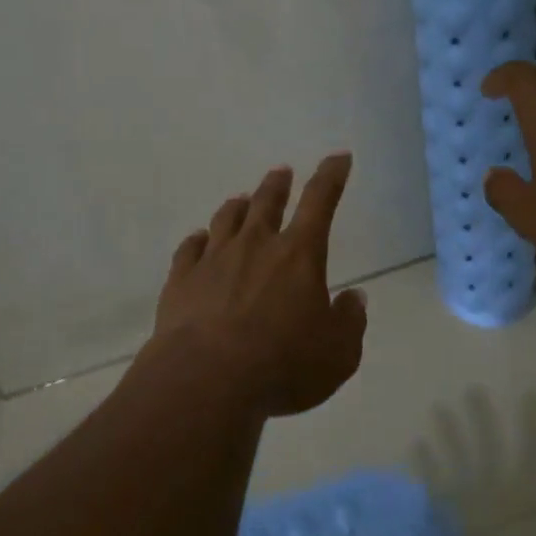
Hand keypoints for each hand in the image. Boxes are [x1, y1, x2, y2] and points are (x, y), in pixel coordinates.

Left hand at [146, 154, 367, 417]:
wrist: (207, 379)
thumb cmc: (283, 365)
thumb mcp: (338, 353)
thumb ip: (349, 321)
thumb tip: (354, 297)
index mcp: (298, 255)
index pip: (320, 202)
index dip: (331, 176)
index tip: (338, 157)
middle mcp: (255, 245)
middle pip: (267, 203)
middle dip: (277, 184)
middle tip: (281, 172)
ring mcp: (214, 259)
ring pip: (226, 219)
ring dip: (238, 206)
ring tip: (241, 199)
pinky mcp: (181, 279)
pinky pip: (189, 248)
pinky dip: (197, 240)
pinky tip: (198, 239)